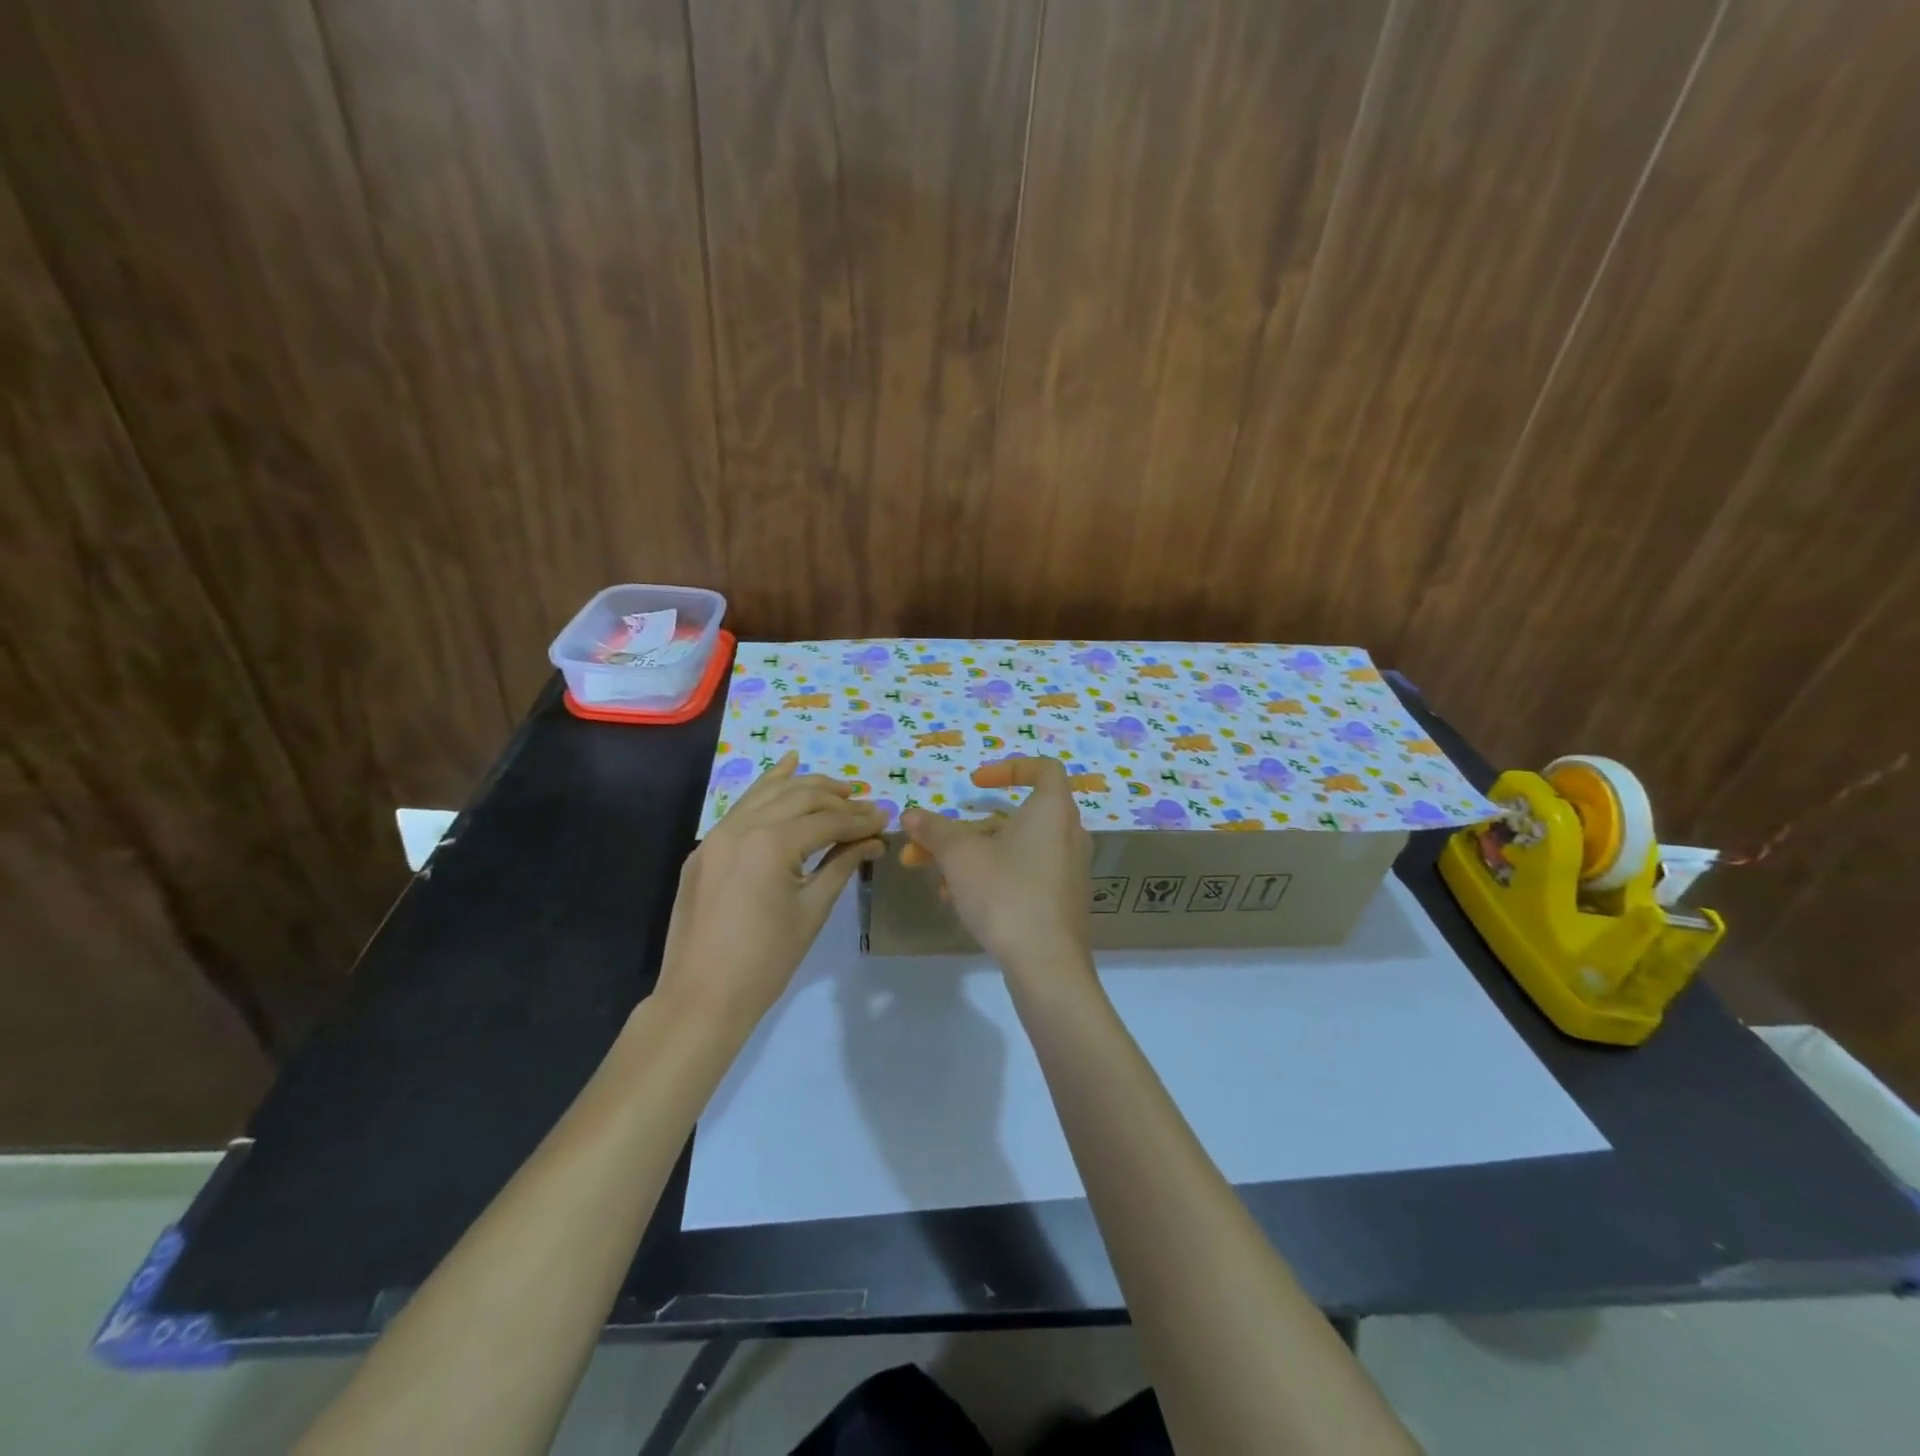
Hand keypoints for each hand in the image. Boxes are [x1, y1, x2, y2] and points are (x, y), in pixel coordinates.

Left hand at [657, 752, 885, 1033]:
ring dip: (804, 785)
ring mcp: (717, 835)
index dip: (860, 819)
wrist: (701, 998)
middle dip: (837, 799)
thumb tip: (873, 840)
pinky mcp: (705, 848)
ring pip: (768, 793)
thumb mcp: (812, 910)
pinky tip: (786, 768)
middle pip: (799, 798)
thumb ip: (842, 864)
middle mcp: (742, 826)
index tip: (886, 819)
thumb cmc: (766, 961)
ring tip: (837, 787)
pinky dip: (767, 788)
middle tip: (866, 805)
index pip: (826, 821)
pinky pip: (742, 807)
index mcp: (771, 843)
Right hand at [899, 756, 1092, 971]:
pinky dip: (992, 878)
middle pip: (1013, 818)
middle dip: (964, 830)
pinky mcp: (1061, 901)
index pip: (1043, 769)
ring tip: (935, 879)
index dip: (1008, 769)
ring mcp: (1067, 870)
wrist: (1046, 964)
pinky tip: (957, 901)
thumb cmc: (1005, 893)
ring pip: (1013, 851)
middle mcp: (1068, 834)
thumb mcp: (959, 856)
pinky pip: (1024, 875)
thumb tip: (911, 814)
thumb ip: (934, 830)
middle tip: (925, 845)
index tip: (974, 785)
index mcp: (1053, 810)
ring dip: (971, 858)